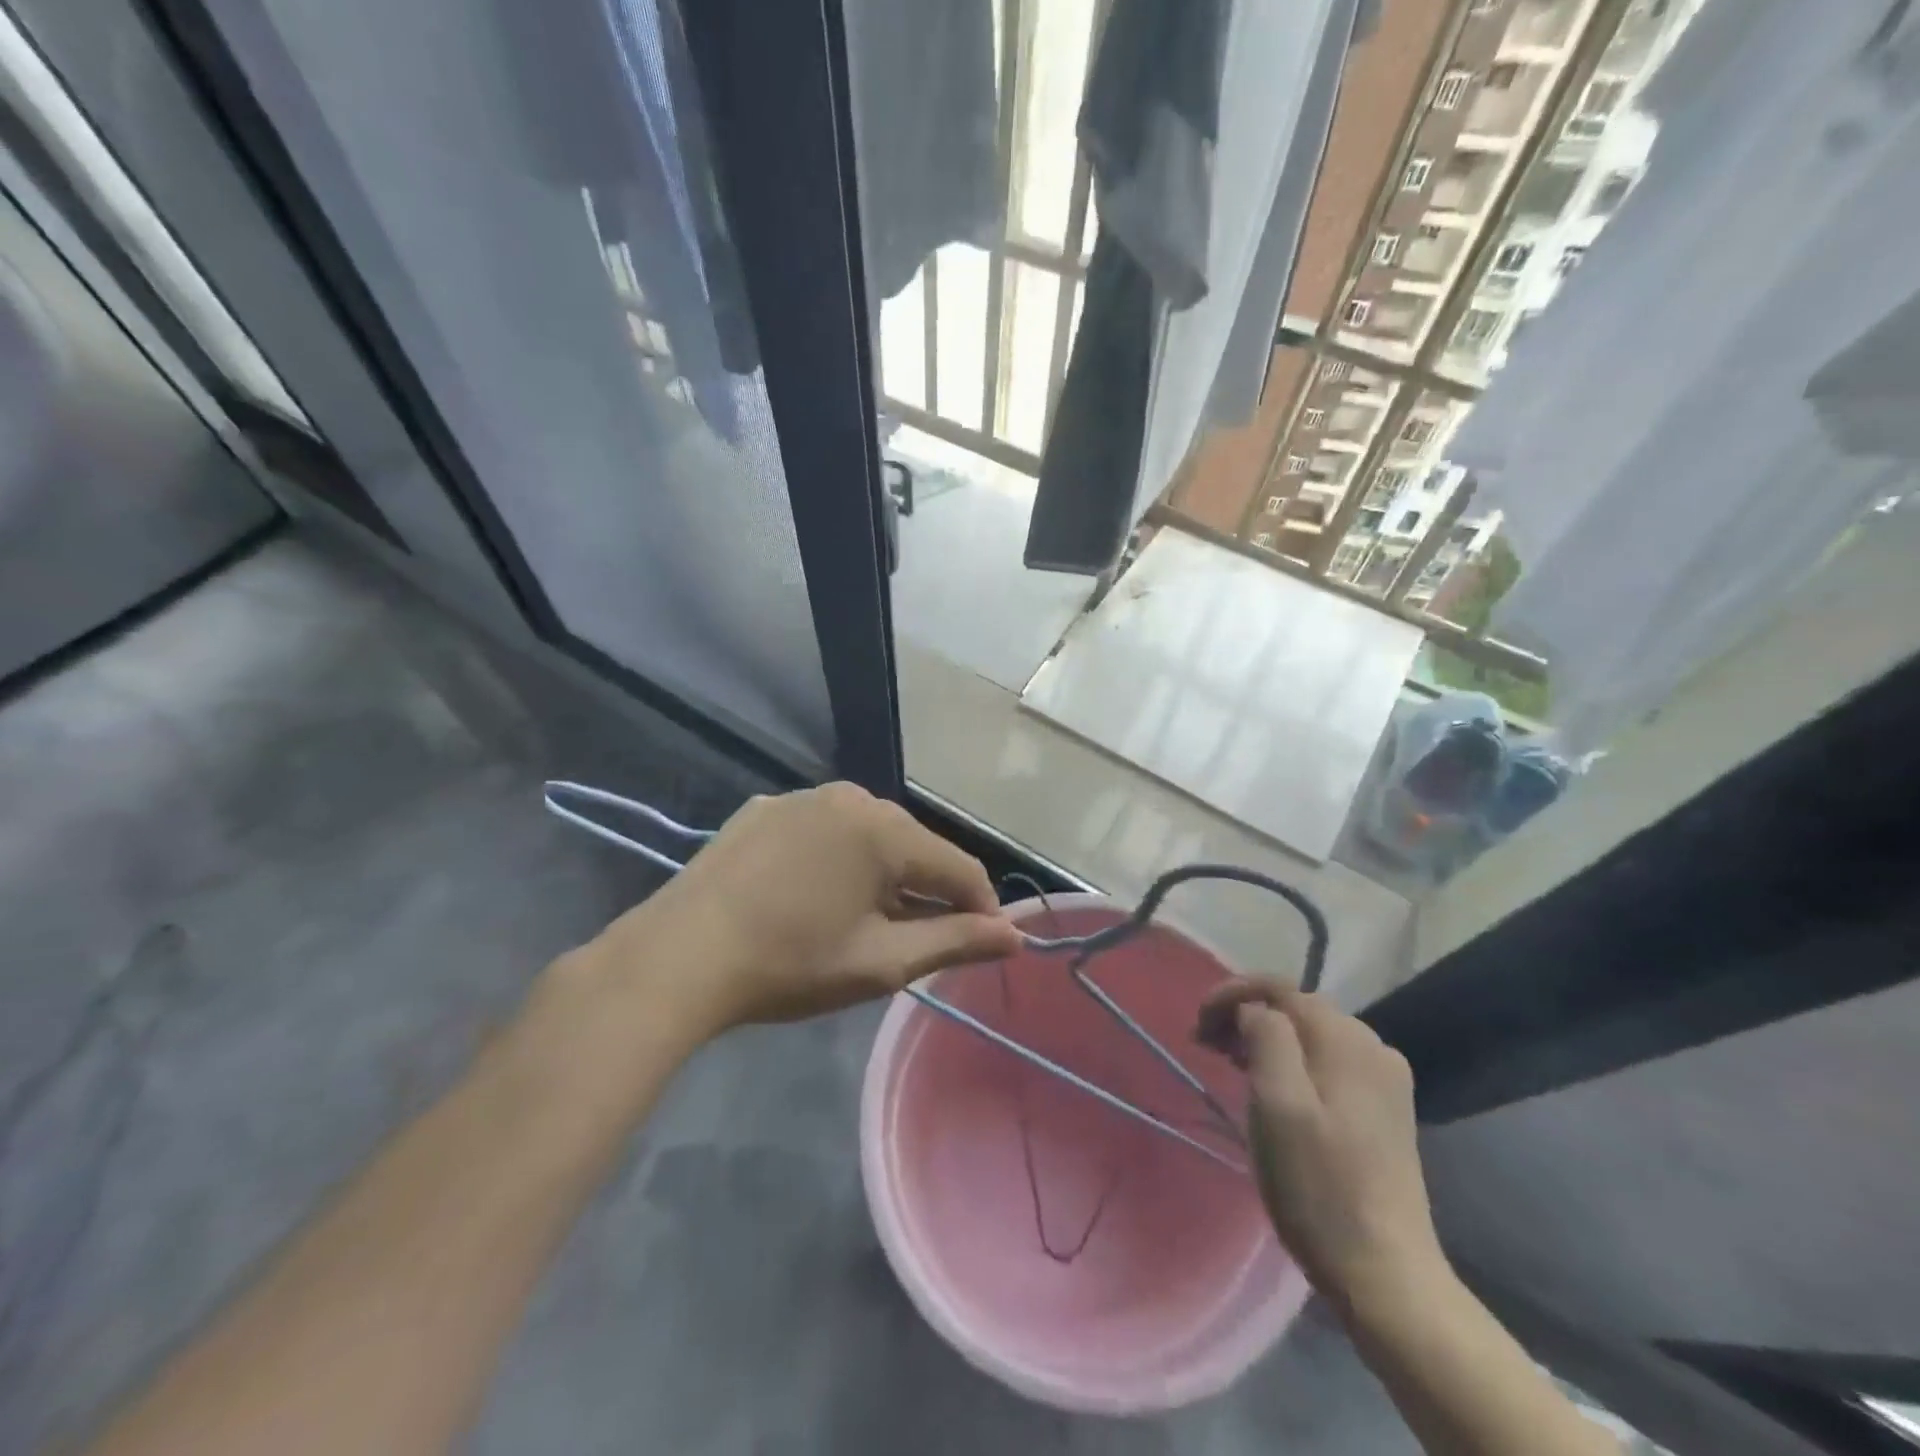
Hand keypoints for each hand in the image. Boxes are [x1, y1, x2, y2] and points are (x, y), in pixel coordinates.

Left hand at [591, 783, 1023, 1038]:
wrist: (680, 956)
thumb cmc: (792, 962)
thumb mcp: (882, 961)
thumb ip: (955, 941)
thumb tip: (1014, 936)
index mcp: (887, 831)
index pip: (959, 868)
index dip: (979, 909)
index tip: (981, 946)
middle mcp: (852, 797)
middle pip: (914, 847)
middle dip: (925, 891)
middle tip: (914, 942)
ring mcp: (803, 797)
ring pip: (868, 835)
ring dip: (880, 873)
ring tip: (862, 920)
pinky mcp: (765, 808)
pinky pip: (822, 830)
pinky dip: (835, 859)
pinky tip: (811, 894)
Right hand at [1197, 980, 1446, 1312]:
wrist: (1387, 1275)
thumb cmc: (1320, 1187)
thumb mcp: (1278, 1105)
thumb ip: (1266, 1038)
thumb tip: (1254, 1011)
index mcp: (1347, 1040)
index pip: (1279, 988)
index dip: (1232, 994)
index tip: (1197, 1023)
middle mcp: (1373, 1047)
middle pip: (1296, 1008)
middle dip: (1246, 1014)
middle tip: (1205, 1044)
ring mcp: (1384, 1081)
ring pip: (1311, 1035)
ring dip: (1266, 1037)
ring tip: (1228, 1061)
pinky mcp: (1384, 1110)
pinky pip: (1327, 1062)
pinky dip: (1291, 1060)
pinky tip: (1271, 1086)